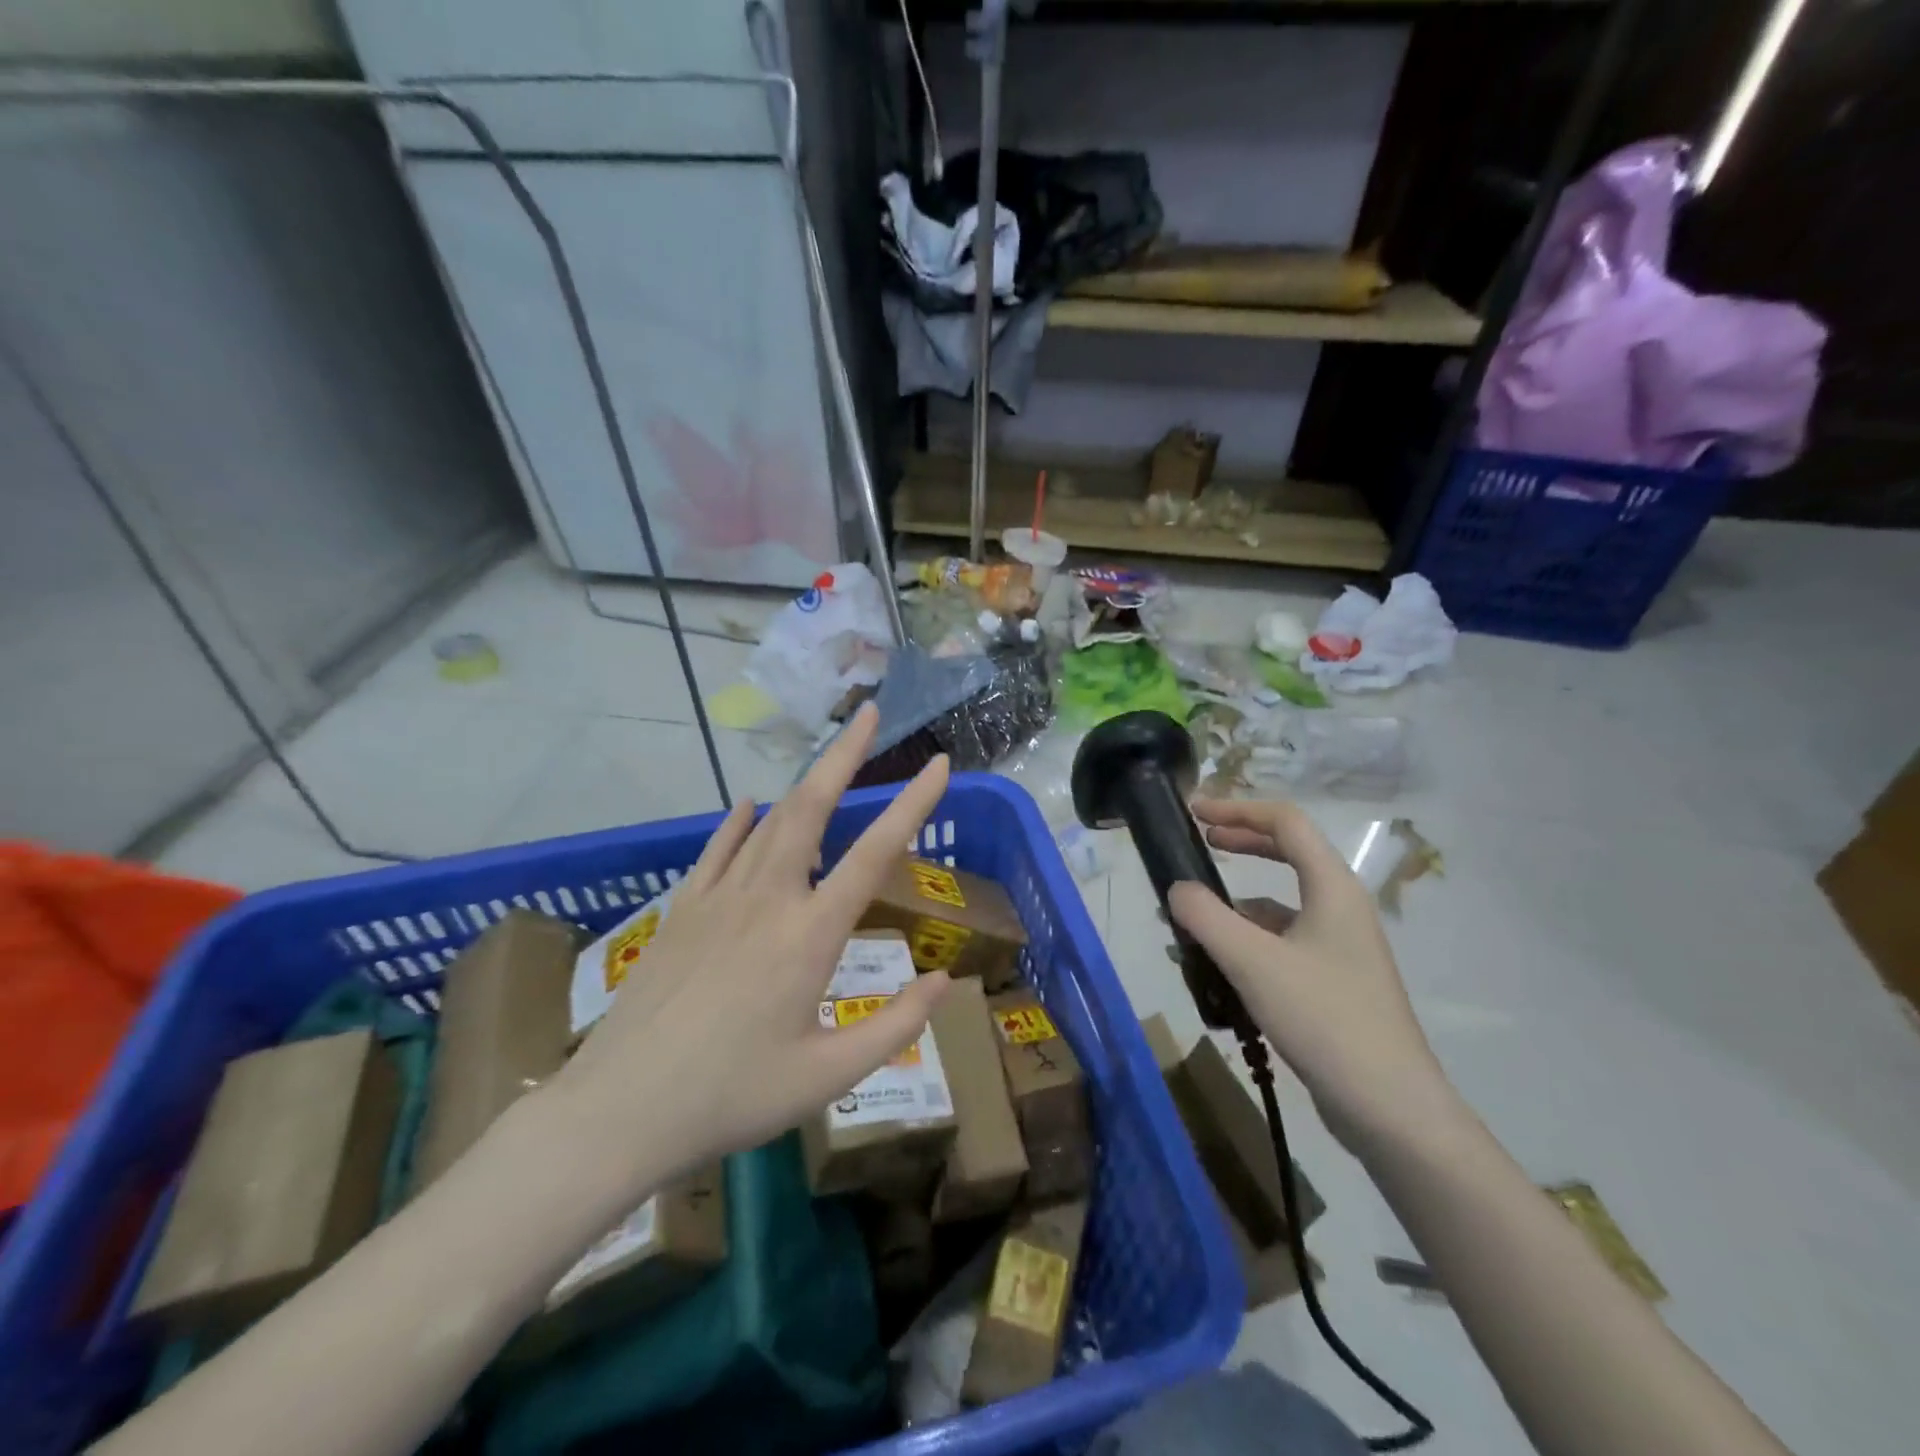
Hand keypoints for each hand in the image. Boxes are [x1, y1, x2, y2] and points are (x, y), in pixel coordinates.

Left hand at [551, 703, 951, 1195]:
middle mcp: (768, 899)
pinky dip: (739, 822)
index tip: (940, 765)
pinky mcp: (682, 910)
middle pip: (812, 807)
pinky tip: (747, 807)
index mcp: (810, 935)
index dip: (913, 804)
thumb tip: (944, 982)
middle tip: (869, 713)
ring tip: (827, 757)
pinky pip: (718, 849)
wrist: (620, 1110)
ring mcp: (719, 898)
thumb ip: (895, 1027)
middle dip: (845, 755)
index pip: (875, 853)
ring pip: (769, 821)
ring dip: (804, 782)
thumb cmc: (732, 1096)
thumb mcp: (827, 1078)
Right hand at [1167, 798, 1452, 1150]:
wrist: (1390, 1107)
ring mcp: (1339, 947)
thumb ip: (1207, 918)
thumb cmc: (1324, 1019)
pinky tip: (1214, 967)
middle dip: (1241, 842)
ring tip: (1189, 919)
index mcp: (1332, 888)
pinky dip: (1245, 941)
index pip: (1285, 822)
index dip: (1238, 808)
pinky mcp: (1332, 981)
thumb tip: (1177, 889)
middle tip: (1198, 843)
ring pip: (1280, 904)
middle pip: (1288, 853)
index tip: (1194, 812)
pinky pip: (1281, 943)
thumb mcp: (1253, 962)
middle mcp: (1340, 908)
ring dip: (1235, 903)